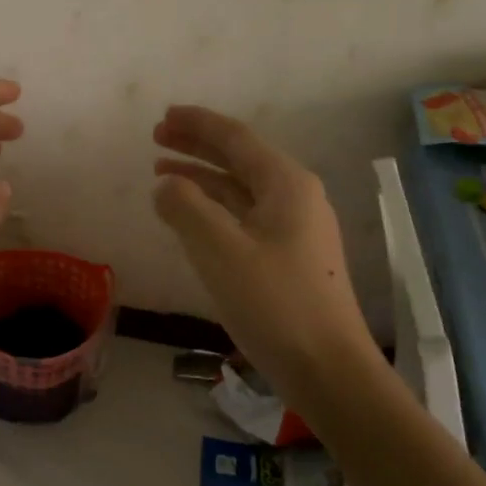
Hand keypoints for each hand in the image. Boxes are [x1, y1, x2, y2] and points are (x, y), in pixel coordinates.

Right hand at [151, 105, 377, 407]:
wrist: (328, 369)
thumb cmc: (274, 303)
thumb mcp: (220, 250)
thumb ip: (186, 208)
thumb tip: (166, 184)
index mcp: (285, 184)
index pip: (235, 138)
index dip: (197, 124)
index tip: (163, 116)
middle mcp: (295, 197)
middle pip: (240, 159)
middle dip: (197, 146)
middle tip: (157, 138)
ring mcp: (296, 229)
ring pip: (241, 189)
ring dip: (203, 178)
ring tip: (163, 173)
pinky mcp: (290, 258)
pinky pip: (245, 217)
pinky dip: (215, 209)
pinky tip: (193, 218)